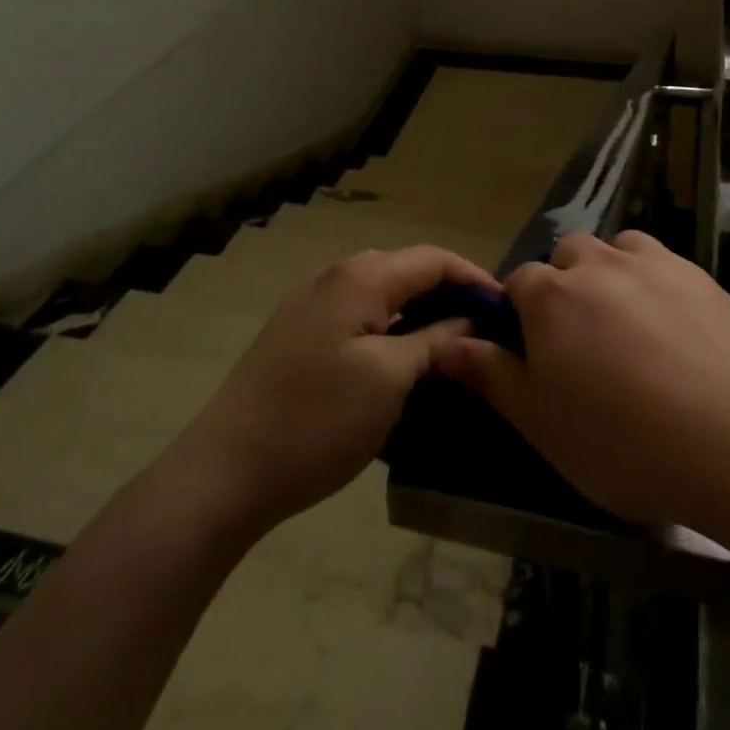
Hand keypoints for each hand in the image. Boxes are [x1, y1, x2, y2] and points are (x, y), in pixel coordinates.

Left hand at [177, 245, 500, 533]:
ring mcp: (311, 303)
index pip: (433, 259)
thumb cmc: (317, 421)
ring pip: (381, 293)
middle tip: (481, 330)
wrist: (224, 471)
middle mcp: (335, 276)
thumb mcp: (390, 380)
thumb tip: (468, 320)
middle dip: (448, 293)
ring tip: (448, 345)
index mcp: (361, 278)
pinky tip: (398, 359)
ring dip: (417, 311)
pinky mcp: (297, 332)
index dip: (474, 277)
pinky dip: (388, 326)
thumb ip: (434, 340)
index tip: (506, 308)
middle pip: (407, 270)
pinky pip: (357, 314)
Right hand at [437, 231, 729, 534]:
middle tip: (582, 343)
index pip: (518, 284)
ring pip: (616, 250)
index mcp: (551, 295)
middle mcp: (598, 263)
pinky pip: (662, 263)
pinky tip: (673, 328)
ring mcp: (653, 263)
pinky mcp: (699, 275)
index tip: (534, 354)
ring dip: (610, 274)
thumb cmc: (623, 441)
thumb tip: (445, 345)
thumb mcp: (541, 423)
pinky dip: (654, 282)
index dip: (519, 315)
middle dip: (565, 286)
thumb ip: (490, 375)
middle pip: (567, 256)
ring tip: (626, 326)